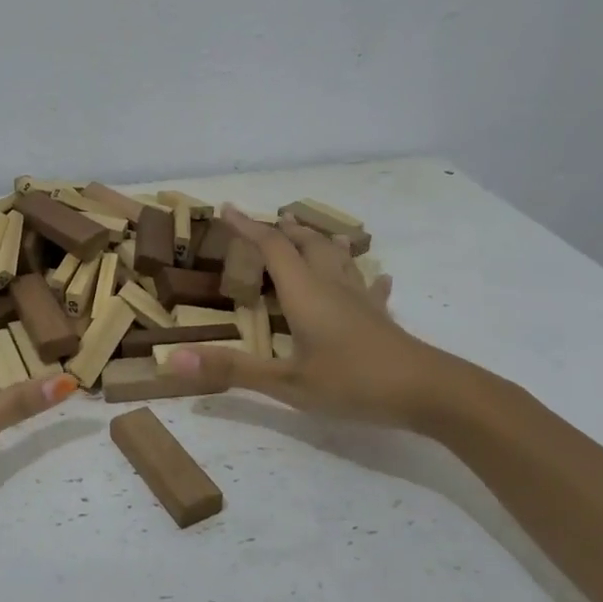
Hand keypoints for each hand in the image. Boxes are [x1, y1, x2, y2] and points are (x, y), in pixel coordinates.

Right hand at [169, 206, 456, 429]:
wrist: (430, 393)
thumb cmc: (354, 383)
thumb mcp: (287, 382)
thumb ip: (232, 370)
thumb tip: (172, 359)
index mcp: (304, 294)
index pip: (271, 248)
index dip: (247, 226)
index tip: (226, 208)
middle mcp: (331, 287)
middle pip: (307, 244)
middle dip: (284, 230)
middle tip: (268, 221)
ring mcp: (360, 300)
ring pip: (338, 258)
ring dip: (319, 242)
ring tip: (309, 233)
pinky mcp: (380, 317)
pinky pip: (368, 286)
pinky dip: (361, 275)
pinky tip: (375, 278)